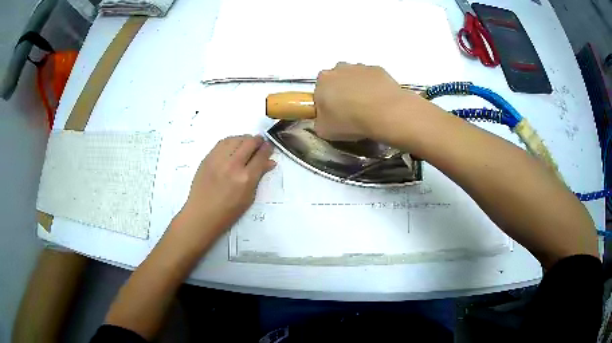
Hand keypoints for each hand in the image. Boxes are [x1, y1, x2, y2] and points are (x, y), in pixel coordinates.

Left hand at [171, 135, 274, 249]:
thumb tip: (270, 162)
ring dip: (244, 139)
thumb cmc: (228, 211)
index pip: (260, 156)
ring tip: (247, 143)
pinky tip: (233, 145)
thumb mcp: (249, 197)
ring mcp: (218, 160)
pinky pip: (222, 142)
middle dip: (258, 141)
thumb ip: (259, 177)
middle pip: (249, 143)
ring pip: (235, 139)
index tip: (270, 146)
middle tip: (260, 143)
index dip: (267, 149)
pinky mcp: (208, 158)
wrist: (202, 214)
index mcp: (245, 178)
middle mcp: (233, 165)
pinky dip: (231, 141)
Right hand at [313, 62, 411, 140]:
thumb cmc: (350, 120)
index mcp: (322, 80)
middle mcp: (339, 68)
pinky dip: (375, 88)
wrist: (385, 113)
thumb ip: (319, 121)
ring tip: (367, 109)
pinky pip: (373, 79)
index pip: (319, 91)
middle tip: (350, 111)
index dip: (326, 104)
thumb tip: (323, 119)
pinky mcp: (379, 70)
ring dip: (359, 89)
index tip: (334, 115)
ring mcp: (361, 67)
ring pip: (356, 78)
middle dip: (342, 92)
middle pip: (337, 80)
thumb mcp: (324, 130)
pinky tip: (380, 103)